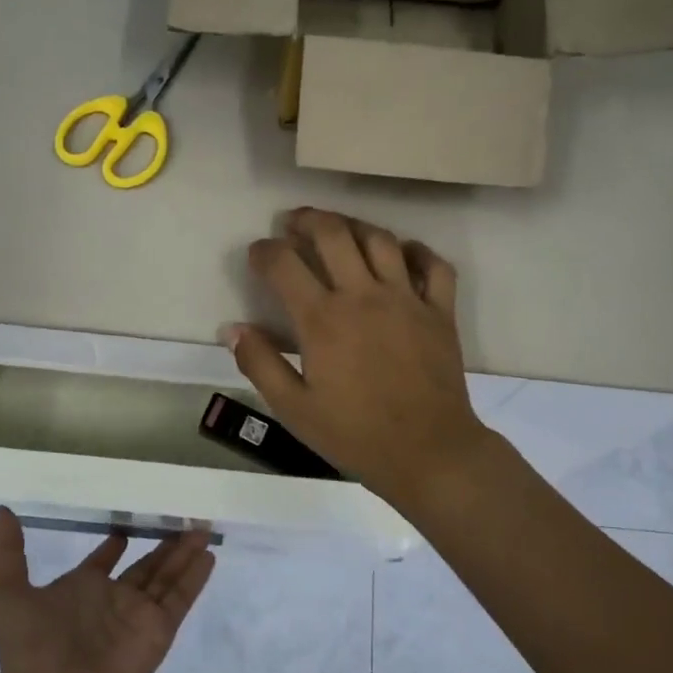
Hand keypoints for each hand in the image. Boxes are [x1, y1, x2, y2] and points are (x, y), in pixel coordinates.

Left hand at [0, 508, 215, 672]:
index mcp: (83, 588)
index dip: (115, 545)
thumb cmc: (30, 648)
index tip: (125, 526)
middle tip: (184, 517)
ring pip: (168, 575)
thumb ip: (8, 551)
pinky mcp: (158, 630)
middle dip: (165, 544)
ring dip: (185, 552)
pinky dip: (195, 577)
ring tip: (203, 526)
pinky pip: (180, 598)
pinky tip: (208, 555)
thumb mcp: (8, 594)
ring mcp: (139, 615)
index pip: (105, 561)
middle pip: (147, 565)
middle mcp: (114, 599)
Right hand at [225, 208, 494, 505]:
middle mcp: (364, 295)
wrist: (427, 451)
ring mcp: (407, 299)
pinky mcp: (440, 311)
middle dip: (307, 220)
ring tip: (339, 229)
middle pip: (333, 234)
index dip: (264, 251)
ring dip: (354, 225)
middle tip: (293, 223)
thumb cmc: (355, 433)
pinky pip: (433, 265)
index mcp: (323, 319)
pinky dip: (416, 251)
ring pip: (380, 239)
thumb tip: (232, 328)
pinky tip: (402, 254)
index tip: (257, 253)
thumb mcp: (294, 408)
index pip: (284, 264)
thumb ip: (259, 363)